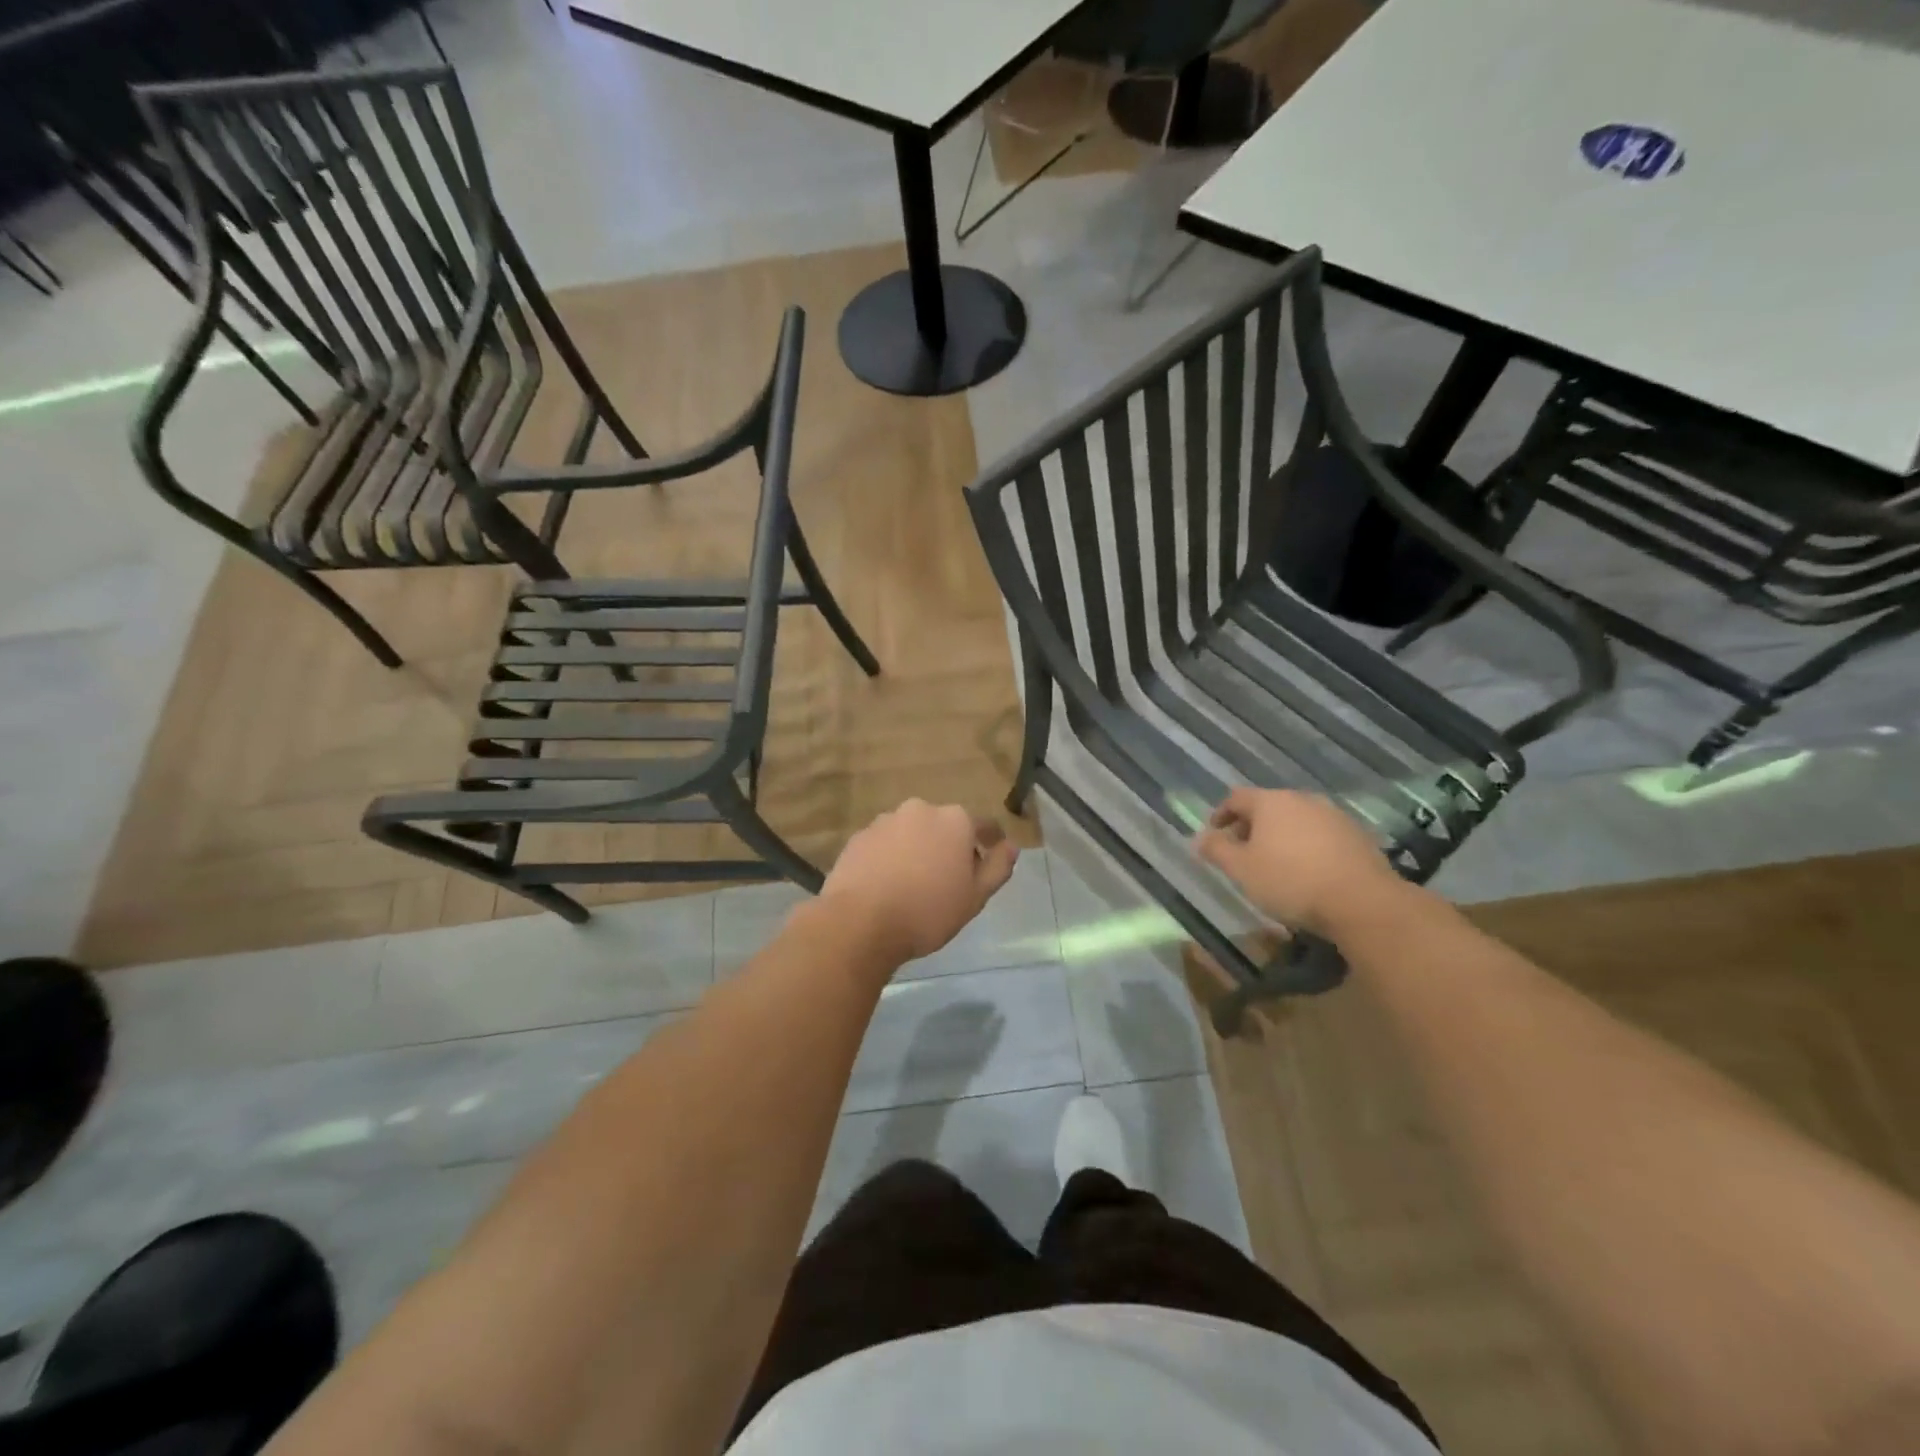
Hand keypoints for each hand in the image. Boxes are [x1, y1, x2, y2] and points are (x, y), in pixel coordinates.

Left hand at [819, 800, 1019, 964]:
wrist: (859, 922)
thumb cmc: (927, 911)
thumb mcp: (975, 897)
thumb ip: (997, 868)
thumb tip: (1011, 846)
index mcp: (955, 820)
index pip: (983, 825)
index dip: (990, 843)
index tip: (989, 862)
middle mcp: (921, 810)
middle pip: (945, 826)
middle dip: (950, 846)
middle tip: (949, 880)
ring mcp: (885, 821)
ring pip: (912, 833)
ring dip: (918, 850)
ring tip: (914, 884)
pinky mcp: (859, 837)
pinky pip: (885, 844)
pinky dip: (891, 857)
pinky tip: (887, 885)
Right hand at [1194, 787, 1404, 937]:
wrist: (1363, 902)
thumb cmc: (1290, 881)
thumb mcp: (1241, 869)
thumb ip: (1217, 850)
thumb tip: (1199, 837)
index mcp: (1271, 802)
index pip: (1236, 798)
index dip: (1220, 814)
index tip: (1214, 835)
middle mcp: (1302, 799)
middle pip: (1268, 807)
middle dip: (1251, 827)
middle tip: (1242, 852)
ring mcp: (1334, 816)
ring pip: (1296, 820)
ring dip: (1281, 837)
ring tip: (1274, 864)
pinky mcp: (1357, 836)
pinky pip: (1321, 835)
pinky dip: (1307, 846)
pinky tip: (1307, 871)